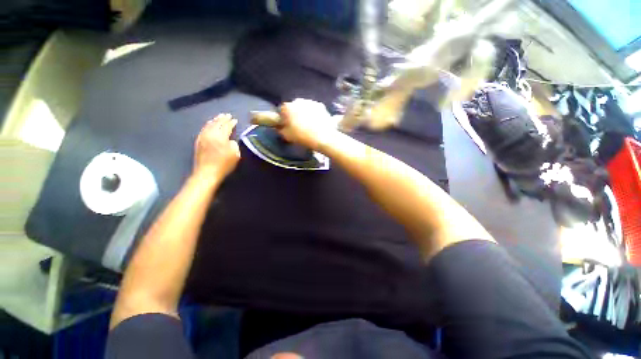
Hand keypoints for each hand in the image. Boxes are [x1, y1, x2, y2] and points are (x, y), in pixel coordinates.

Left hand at [193, 114, 239, 180]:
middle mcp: (211, 134)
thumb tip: (230, 140)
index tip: (235, 119)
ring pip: (209, 125)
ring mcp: (203, 137)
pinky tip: (209, 124)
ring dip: (215, 120)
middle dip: (223, 119)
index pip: (227, 126)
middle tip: (227, 115)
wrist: (207, 172)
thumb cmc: (224, 164)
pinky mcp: (198, 141)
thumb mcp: (235, 155)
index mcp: (221, 136)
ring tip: (219, 117)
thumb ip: (234, 144)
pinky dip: (207, 125)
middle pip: (217, 123)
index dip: (231, 122)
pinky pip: (203, 129)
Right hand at [278, 99, 338, 150]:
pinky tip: (316, 123)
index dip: (283, 118)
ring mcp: (311, 102)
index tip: (286, 125)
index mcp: (288, 107)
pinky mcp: (321, 105)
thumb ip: (280, 129)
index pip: (281, 110)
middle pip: (293, 107)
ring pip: (304, 107)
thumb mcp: (287, 136)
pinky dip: (314, 114)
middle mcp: (298, 101)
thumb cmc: (302, 137)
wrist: (323, 137)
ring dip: (304, 113)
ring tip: (308, 124)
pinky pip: (314, 109)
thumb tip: (279, 126)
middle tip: (298, 125)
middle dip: (294, 114)